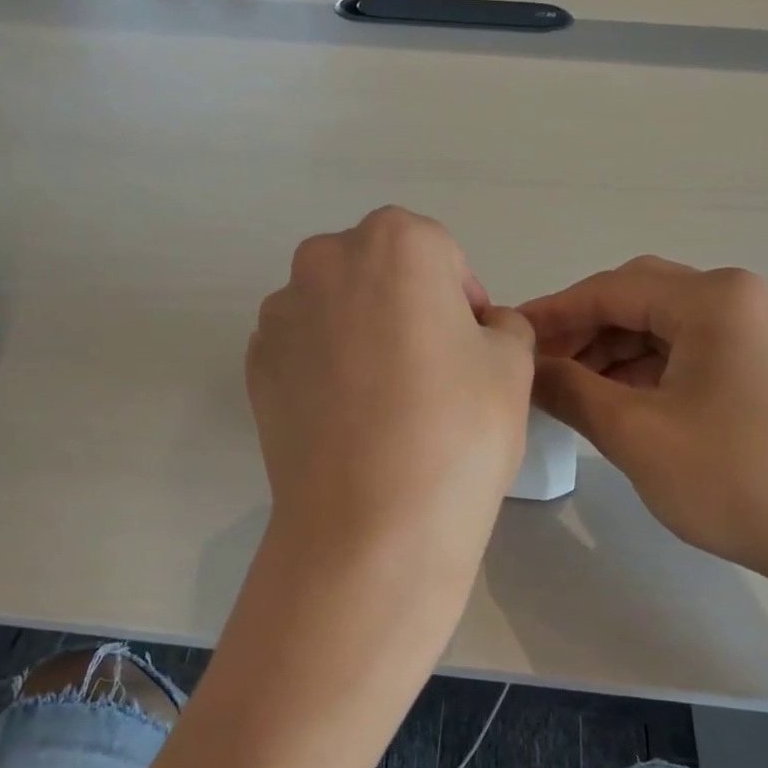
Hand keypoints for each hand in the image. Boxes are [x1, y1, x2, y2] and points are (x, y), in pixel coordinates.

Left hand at [247, 207, 534, 585]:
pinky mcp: (255, 365)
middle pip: (380, 271)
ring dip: (361, 333)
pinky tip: (347, 419)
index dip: (462, 300)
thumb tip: (482, 329)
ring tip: (384, 401)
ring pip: (336, 308)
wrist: (370, 525)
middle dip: (408, 306)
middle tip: (431, 371)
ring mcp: (280, 314)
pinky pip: (304, 349)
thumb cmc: (456, 430)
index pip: (441, 254)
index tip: (471, 350)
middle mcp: (325, 261)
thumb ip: (504, 327)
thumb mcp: (513, 366)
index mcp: (395, 242)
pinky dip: (325, 368)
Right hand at [521, 257, 767, 591]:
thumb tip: (525, 367)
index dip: (553, 312)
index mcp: (714, 299)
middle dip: (583, 329)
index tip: (510, 336)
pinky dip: (648, 368)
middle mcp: (741, 300)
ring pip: (665, 326)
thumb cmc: (731, 479)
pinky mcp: (767, 366)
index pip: (611, 289)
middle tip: (540, 366)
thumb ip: (569, 389)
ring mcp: (760, 332)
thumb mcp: (634, 433)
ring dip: (613, 350)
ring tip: (572, 389)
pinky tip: (619, 400)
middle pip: (640, 298)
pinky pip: (691, 350)